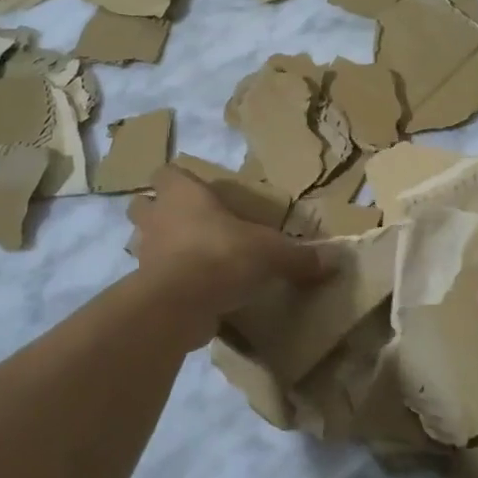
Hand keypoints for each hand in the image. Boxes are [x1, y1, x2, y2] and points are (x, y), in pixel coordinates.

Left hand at [128, 166, 328, 342]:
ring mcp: (145, 254)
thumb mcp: (271, 253)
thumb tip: (334, 260)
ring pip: (143, 242)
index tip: (198, 191)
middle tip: (189, 224)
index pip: (167, 173)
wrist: (180, 304)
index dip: (179, 180)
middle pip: (142, 205)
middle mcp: (157, 218)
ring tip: (190, 259)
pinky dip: (168, 282)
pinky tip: (193, 292)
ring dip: (160, 248)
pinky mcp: (144, 287)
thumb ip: (299, 257)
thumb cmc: (222, 256)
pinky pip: (153, 278)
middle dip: (159, 213)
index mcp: (183, 195)